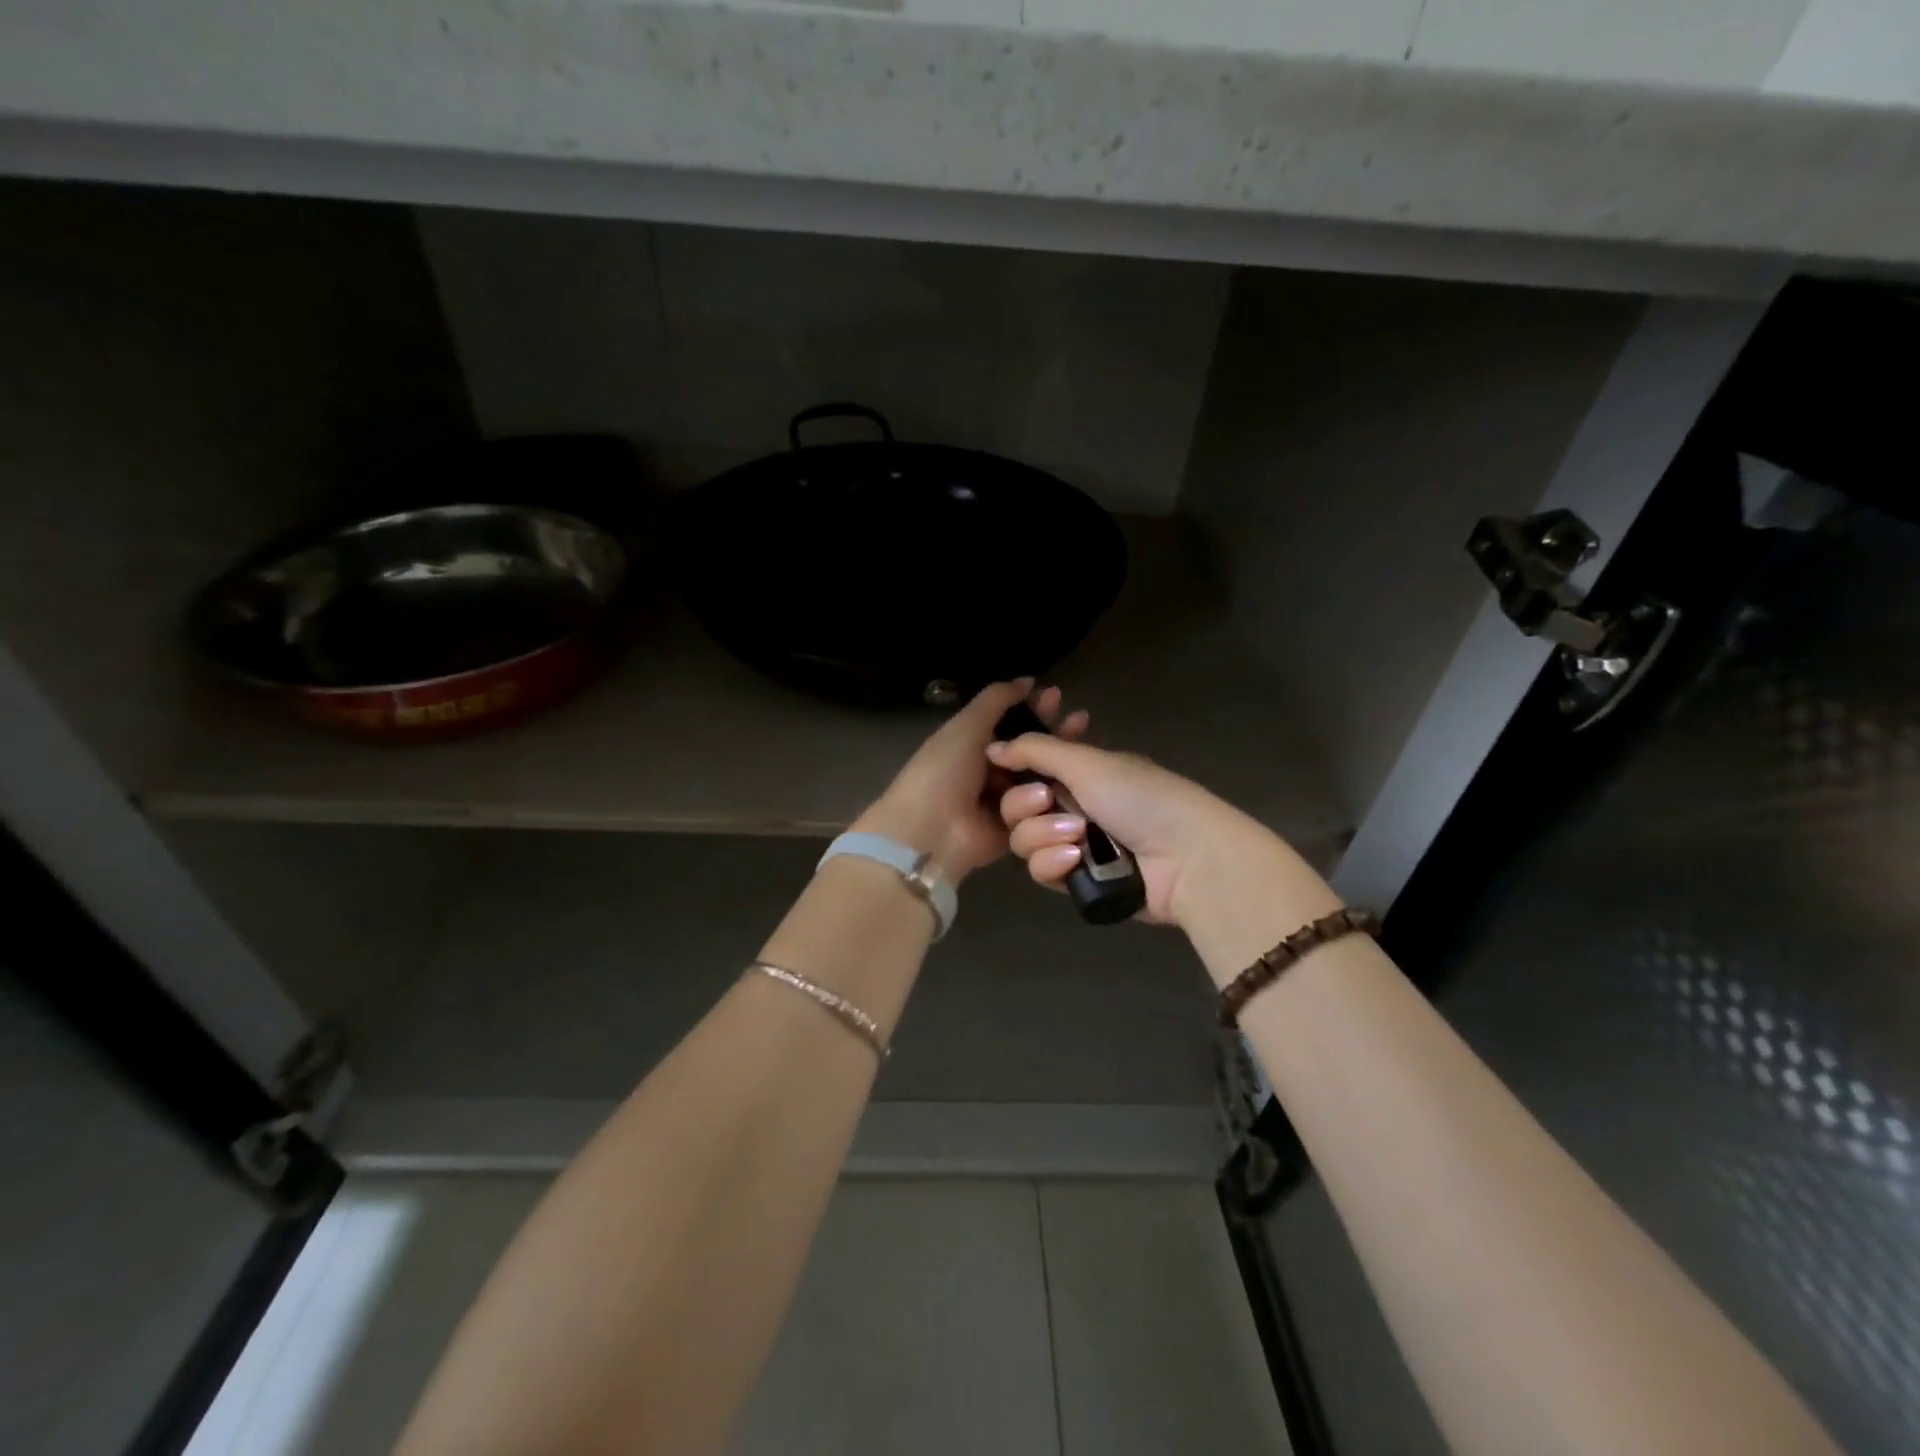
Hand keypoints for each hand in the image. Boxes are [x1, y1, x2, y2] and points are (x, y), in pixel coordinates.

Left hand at [852, 680, 1088, 882]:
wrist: (930, 830)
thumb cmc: (944, 771)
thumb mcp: (966, 726)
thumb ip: (996, 700)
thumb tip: (1027, 680)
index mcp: (975, 744)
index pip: (1013, 722)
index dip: (1034, 708)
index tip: (1057, 696)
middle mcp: (992, 770)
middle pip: (1031, 749)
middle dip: (1054, 732)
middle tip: (1079, 719)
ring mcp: (1006, 800)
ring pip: (1041, 776)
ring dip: (1060, 760)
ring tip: (1082, 743)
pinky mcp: (1018, 827)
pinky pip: (1042, 807)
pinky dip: (1056, 793)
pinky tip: (1076, 778)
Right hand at [988, 728, 1265, 928]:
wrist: (1186, 857)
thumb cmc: (1139, 797)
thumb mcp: (1086, 762)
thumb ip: (1035, 750)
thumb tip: (991, 747)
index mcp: (1079, 772)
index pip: (1028, 769)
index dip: (1013, 771)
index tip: (1005, 769)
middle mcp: (1073, 806)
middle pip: (1016, 807)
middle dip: (1026, 806)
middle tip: (1047, 802)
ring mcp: (1075, 845)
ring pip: (1024, 841)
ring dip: (1043, 836)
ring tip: (1077, 837)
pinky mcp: (1078, 881)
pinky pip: (1041, 872)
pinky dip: (1053, 864)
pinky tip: (1076, 861)